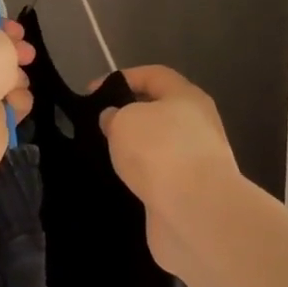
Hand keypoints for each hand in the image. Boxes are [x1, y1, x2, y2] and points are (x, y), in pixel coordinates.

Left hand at [0, 13, 34, 176]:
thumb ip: (2, 37)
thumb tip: (5, 50)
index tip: (20, 32)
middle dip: (13, 55)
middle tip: (28, 56)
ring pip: (3, 82)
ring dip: (17, 79)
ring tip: (15, 83)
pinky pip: (9, 107)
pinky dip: (15, 104)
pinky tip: (12, 104)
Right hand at [99, 66, 237, 275]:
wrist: (195, 211)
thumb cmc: (159, 151)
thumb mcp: (124, 121)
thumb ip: (114, 115)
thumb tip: (114, 120)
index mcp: (187, 97)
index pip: (153, 75)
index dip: (121, 78)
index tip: (90, 93)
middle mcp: (197, 126)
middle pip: (158, 112)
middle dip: (128, 118)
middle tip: (96, 127)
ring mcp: (196, 163)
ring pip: (158, 148)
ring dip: (133, 151)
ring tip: (102, 156)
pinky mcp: (189, 194)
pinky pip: (159, 178)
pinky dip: (140, 179)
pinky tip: (119, 183)